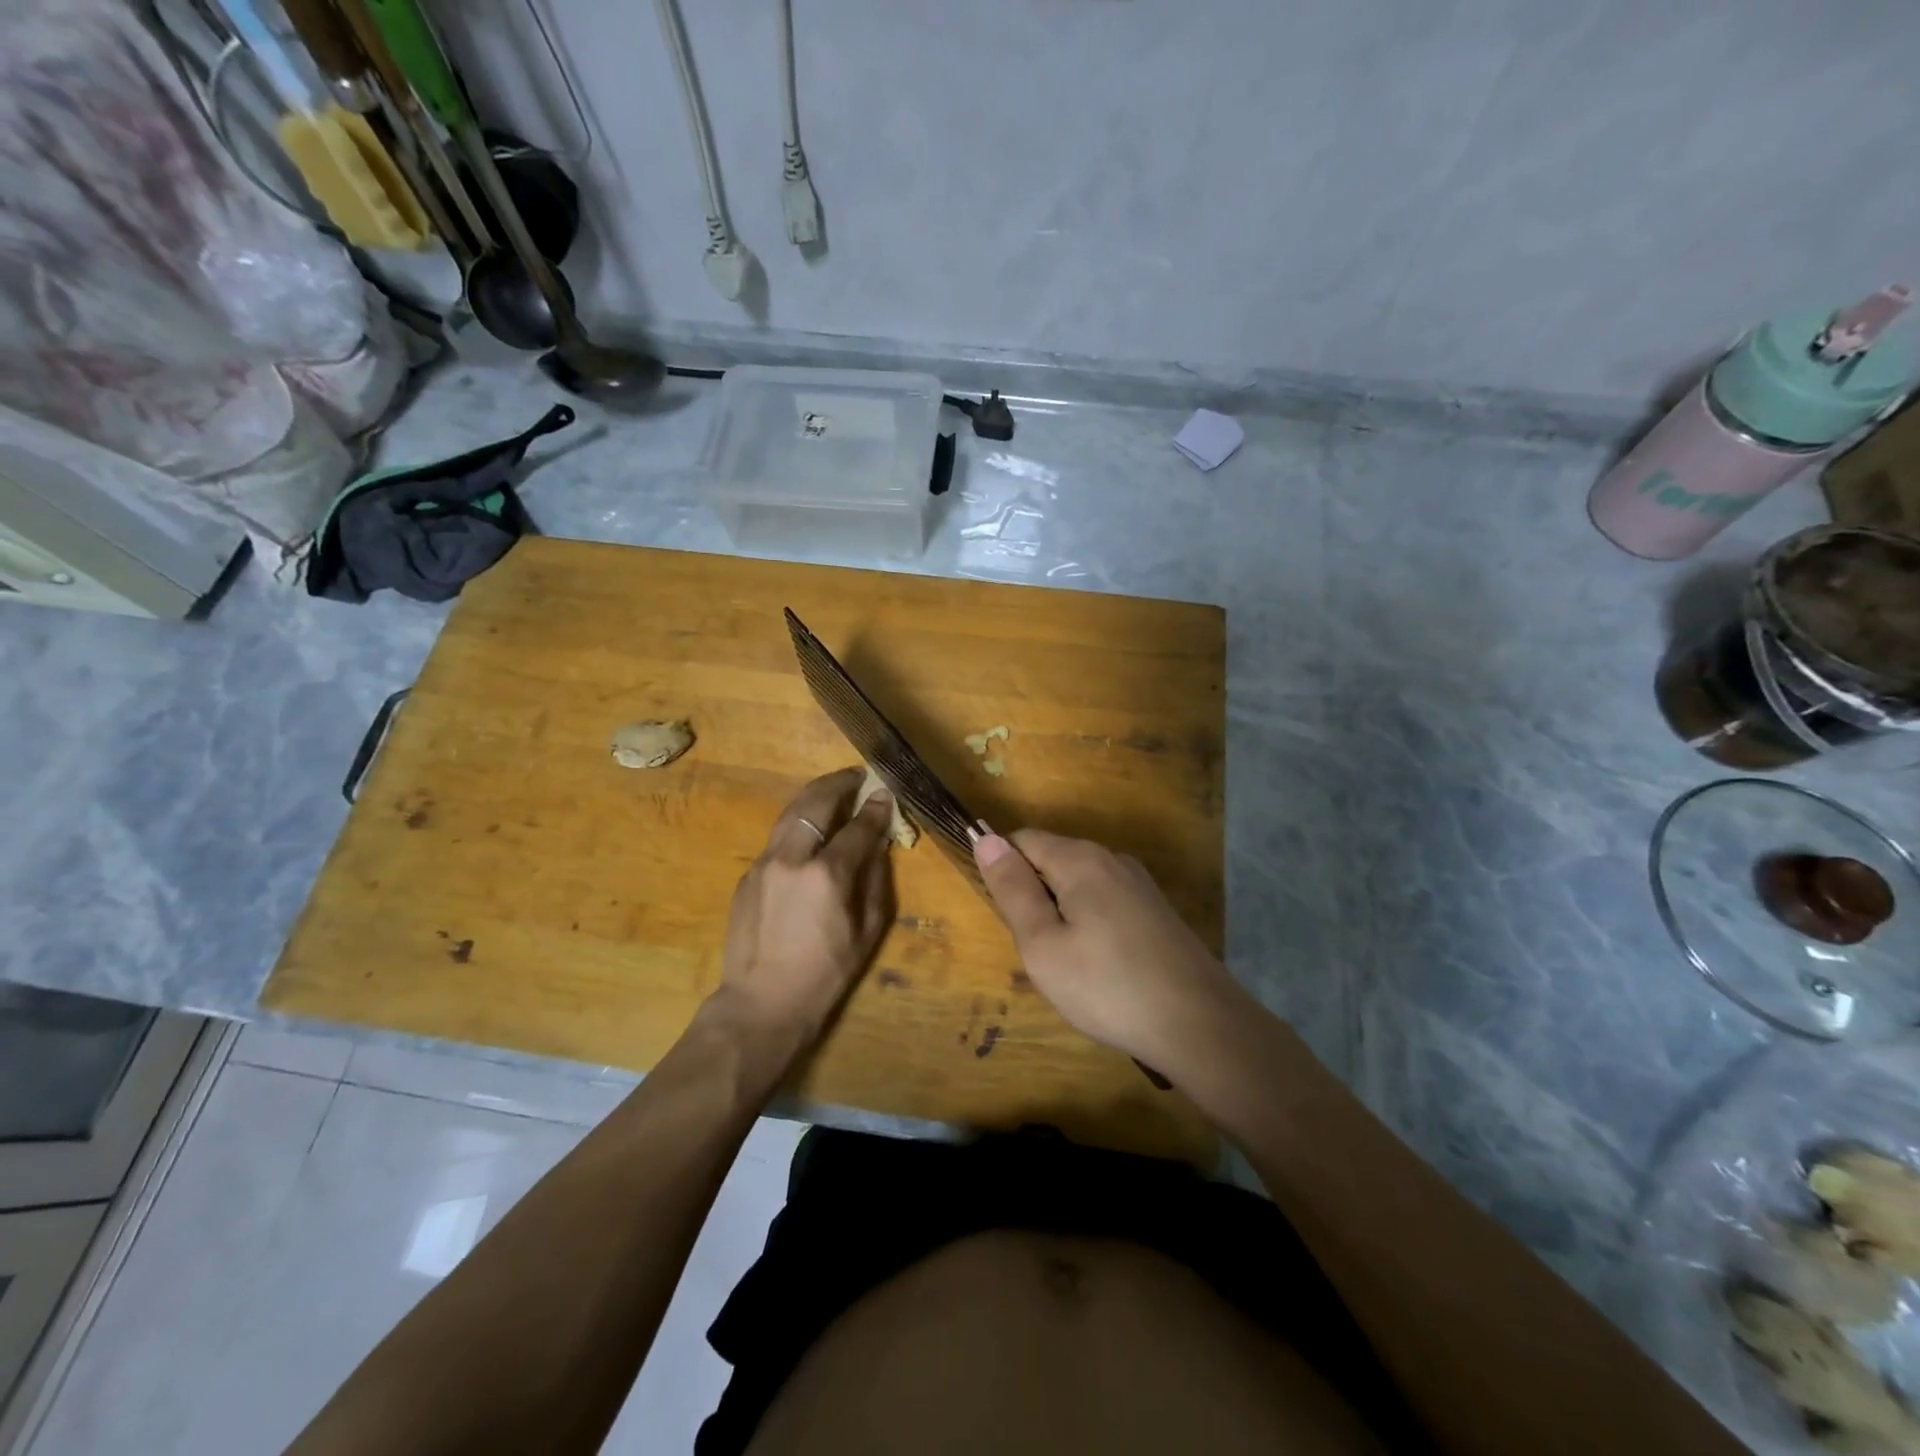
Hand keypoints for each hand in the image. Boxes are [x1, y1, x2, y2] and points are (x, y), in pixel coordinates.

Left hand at [710, 768, 896, 1048]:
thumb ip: (874, 878)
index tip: (885, 793)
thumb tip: (878, 842)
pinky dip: (797, 825)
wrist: (762, 1002)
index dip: (875, 808)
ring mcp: (763, 863)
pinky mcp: (747, 875)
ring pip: (790, 813)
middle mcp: (792, 858)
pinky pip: (777, 839)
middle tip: (856, 776)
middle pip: (816, 803)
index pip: (858, 827)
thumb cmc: (826, 973)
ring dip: (814, 796)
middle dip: (839, 784)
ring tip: (832, 789)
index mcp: (827, 875)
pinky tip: (809, 831)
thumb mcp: (867, 930)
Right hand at [974, 830, 1244, 1074]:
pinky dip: (1090, 926)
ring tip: (1070, 967)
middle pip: (1052, 861)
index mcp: (1080, 859)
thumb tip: (985, 838)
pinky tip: (1102, 969)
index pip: (1022, 840)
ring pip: (1079, 885)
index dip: (1003, 871)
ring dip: (1062, 916)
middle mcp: (1112, 859)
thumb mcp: (1042, 944)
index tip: (1007, 919)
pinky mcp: (1156, 910)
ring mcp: (1139, 885)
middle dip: (1034, 898)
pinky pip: (1105, 903)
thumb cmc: (1107, 986)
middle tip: (1039, 953)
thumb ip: (1012, 889)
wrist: (1200, 1025)